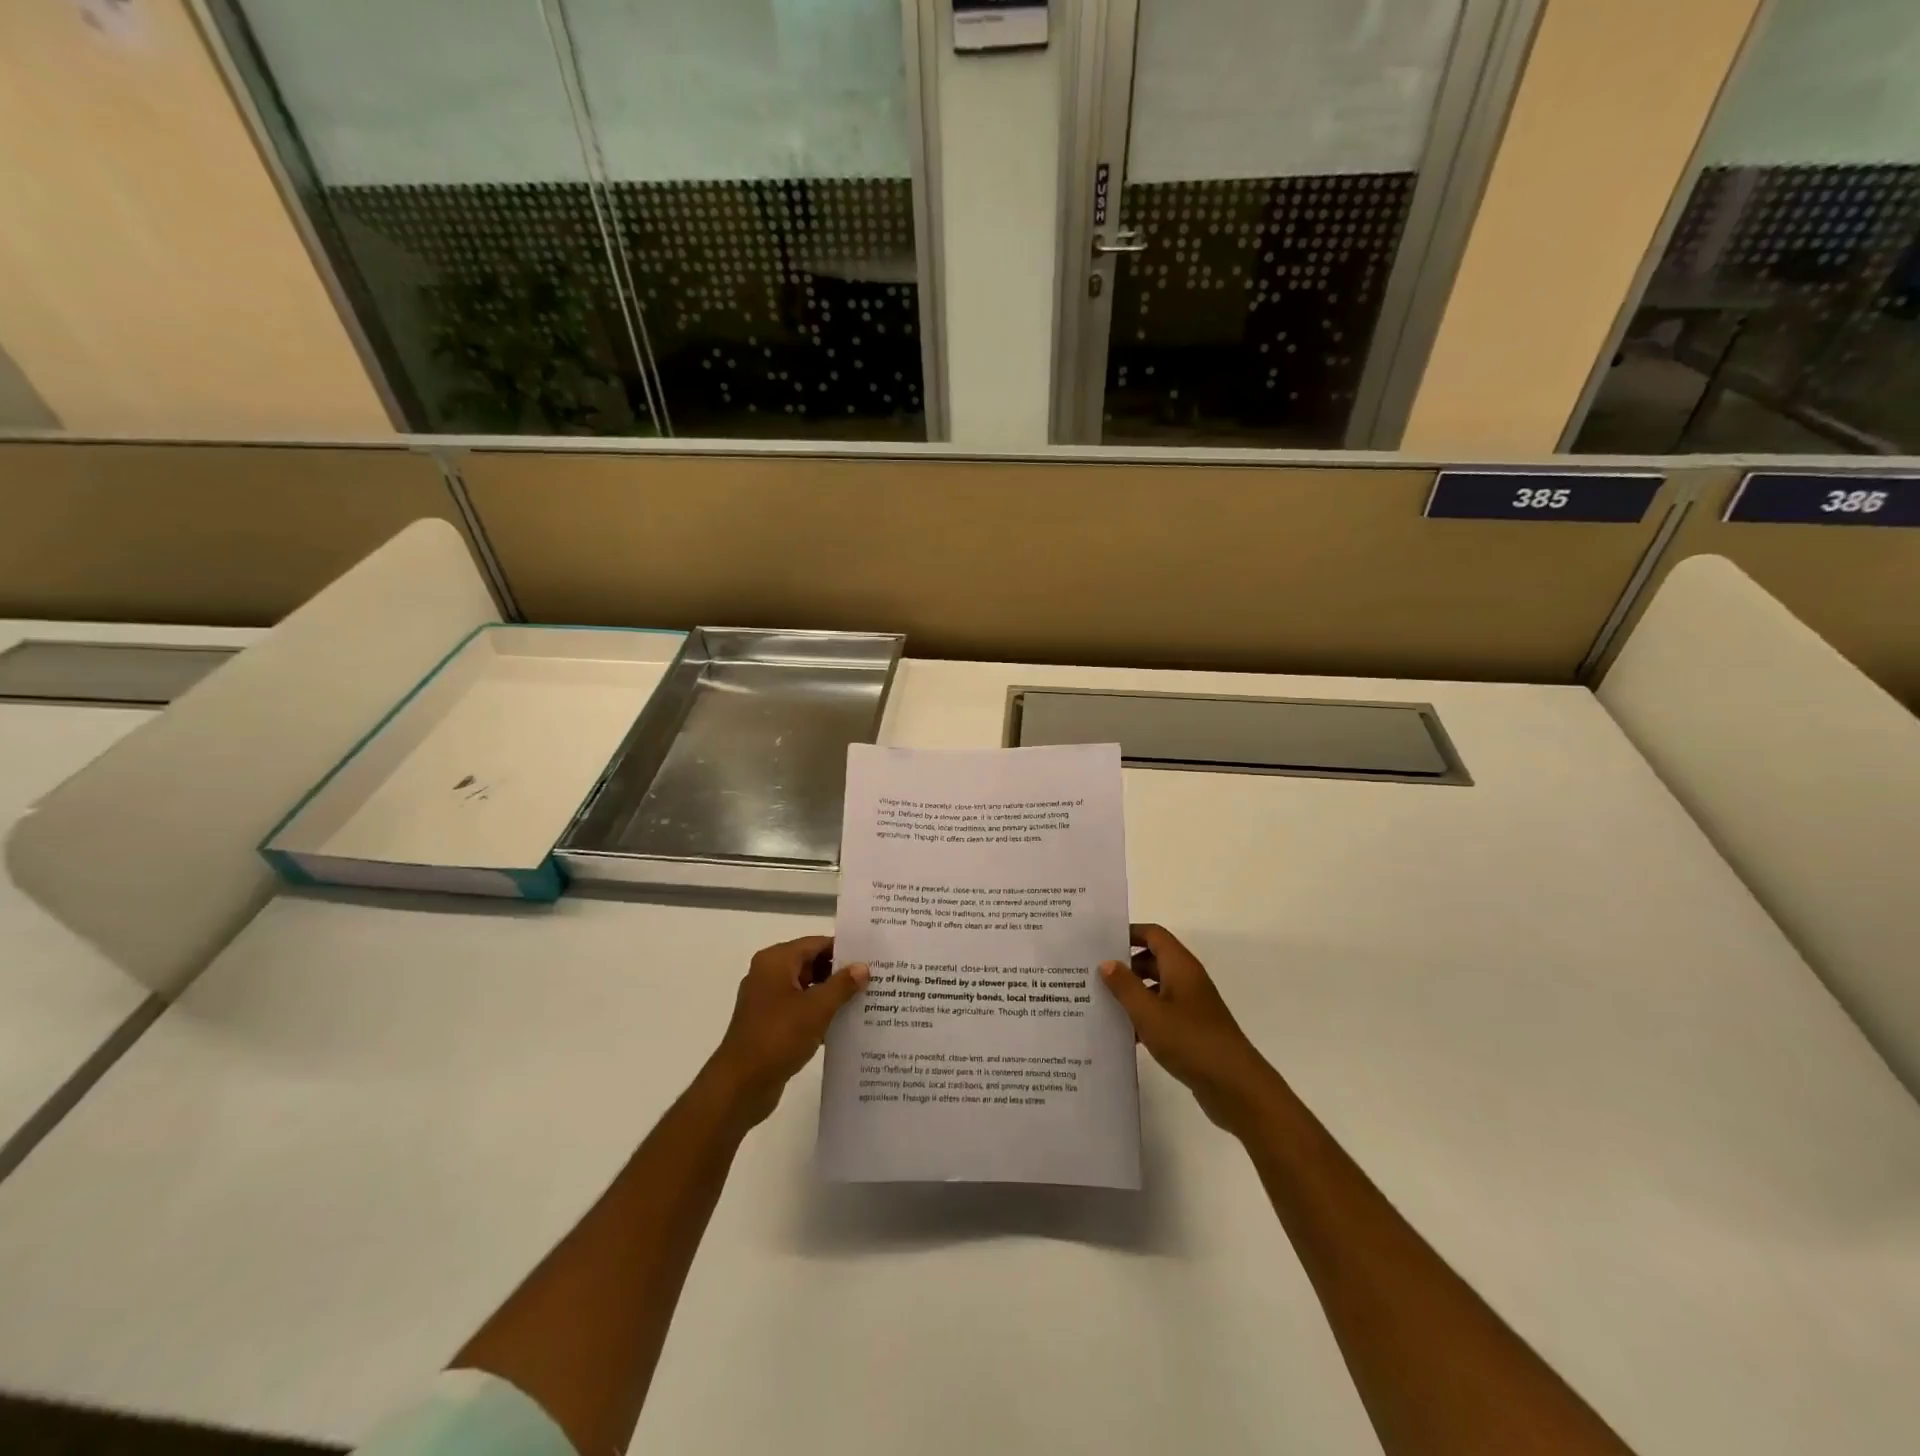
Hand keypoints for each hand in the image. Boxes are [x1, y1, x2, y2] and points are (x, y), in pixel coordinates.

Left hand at [705, 936, 867, 1128]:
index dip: (844, 950)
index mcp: (776, 961)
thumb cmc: (778, 1037)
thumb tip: (863, 967)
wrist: (741, 1085)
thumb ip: (842, 984)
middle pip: (811, 963)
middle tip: (874, 979)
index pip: (816, 944)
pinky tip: (844, 1024)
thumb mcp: (817, 1008)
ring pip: (806, 988)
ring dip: (831, 994)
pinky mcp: (769, 1023)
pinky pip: (799, 1009)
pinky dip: (819, 1013)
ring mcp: (767, 1000)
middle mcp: (768, 974)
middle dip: (840, 973)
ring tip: (865, 1000)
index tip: (872, 957)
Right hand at [1101, 924, 1278, 1135]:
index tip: (1100, 942)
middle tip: (1092, 974)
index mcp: (1180, 966)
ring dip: (1132, 992)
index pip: (1153, 934)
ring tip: (1100, 1002)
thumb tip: (1107, 962)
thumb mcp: (1149, 1012)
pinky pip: (1162, 1012)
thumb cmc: (1190, 1040)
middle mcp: (1188, 979)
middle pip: (1153, 960)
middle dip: (1125, 964)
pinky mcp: (1192, 1030)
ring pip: (1156, 987)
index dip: (1128, 933)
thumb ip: (1125, 986)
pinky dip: (1144, 1016)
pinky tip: (1123, 1033)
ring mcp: (1192, 1006)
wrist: (1235, 1085)